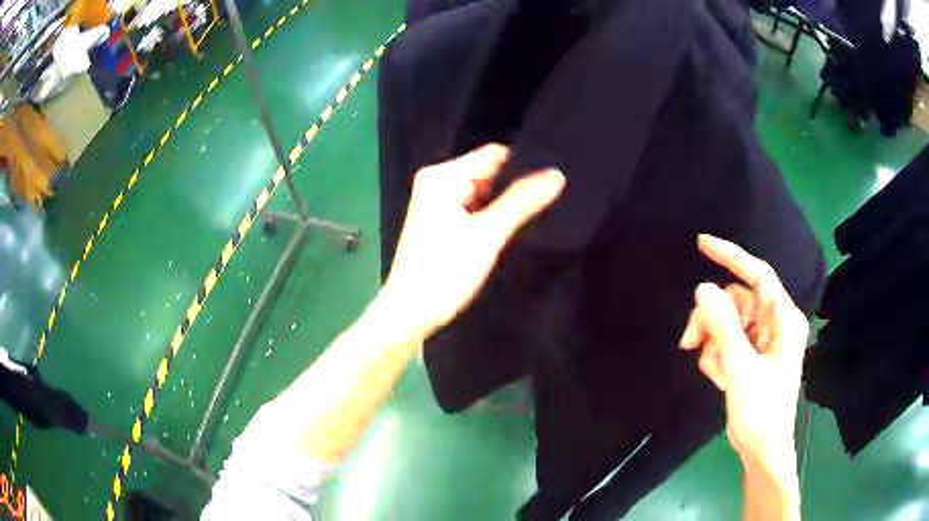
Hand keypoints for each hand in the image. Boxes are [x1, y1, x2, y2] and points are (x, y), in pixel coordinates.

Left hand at [379, 144, 564, 339]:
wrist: (411, 313)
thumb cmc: (445, 272)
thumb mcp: (488, 234)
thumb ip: (522, 201)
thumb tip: (556, 173)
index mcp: (442, 176)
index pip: (494, 155)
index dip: (523, 166)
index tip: (551, 182)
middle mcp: (437, 182)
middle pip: (489, 172)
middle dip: (514, 187)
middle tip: (546, 203)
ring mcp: (438, 202)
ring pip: (484, 192)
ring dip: (504, 204)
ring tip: (532, 217)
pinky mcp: (441, 222)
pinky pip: (475, 208)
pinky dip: (491, 216)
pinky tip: (508, 229)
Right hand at [679, 234, 808, 465]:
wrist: (761, 449)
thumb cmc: (761, 411)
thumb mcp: (741, 368)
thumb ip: (723, 326)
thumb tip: (703, 288)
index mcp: (784, 319)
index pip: (758, 275)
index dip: (731, 256)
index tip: (702, 244)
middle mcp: (775, 323)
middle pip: (736, 301)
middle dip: (712, 319)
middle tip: (690, 342)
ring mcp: (763, 340)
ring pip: (728, 321)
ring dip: (712, 342)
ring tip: (711, 370)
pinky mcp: (751, 355)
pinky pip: (728, 341)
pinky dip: (716, 355)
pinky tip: (718, 377)